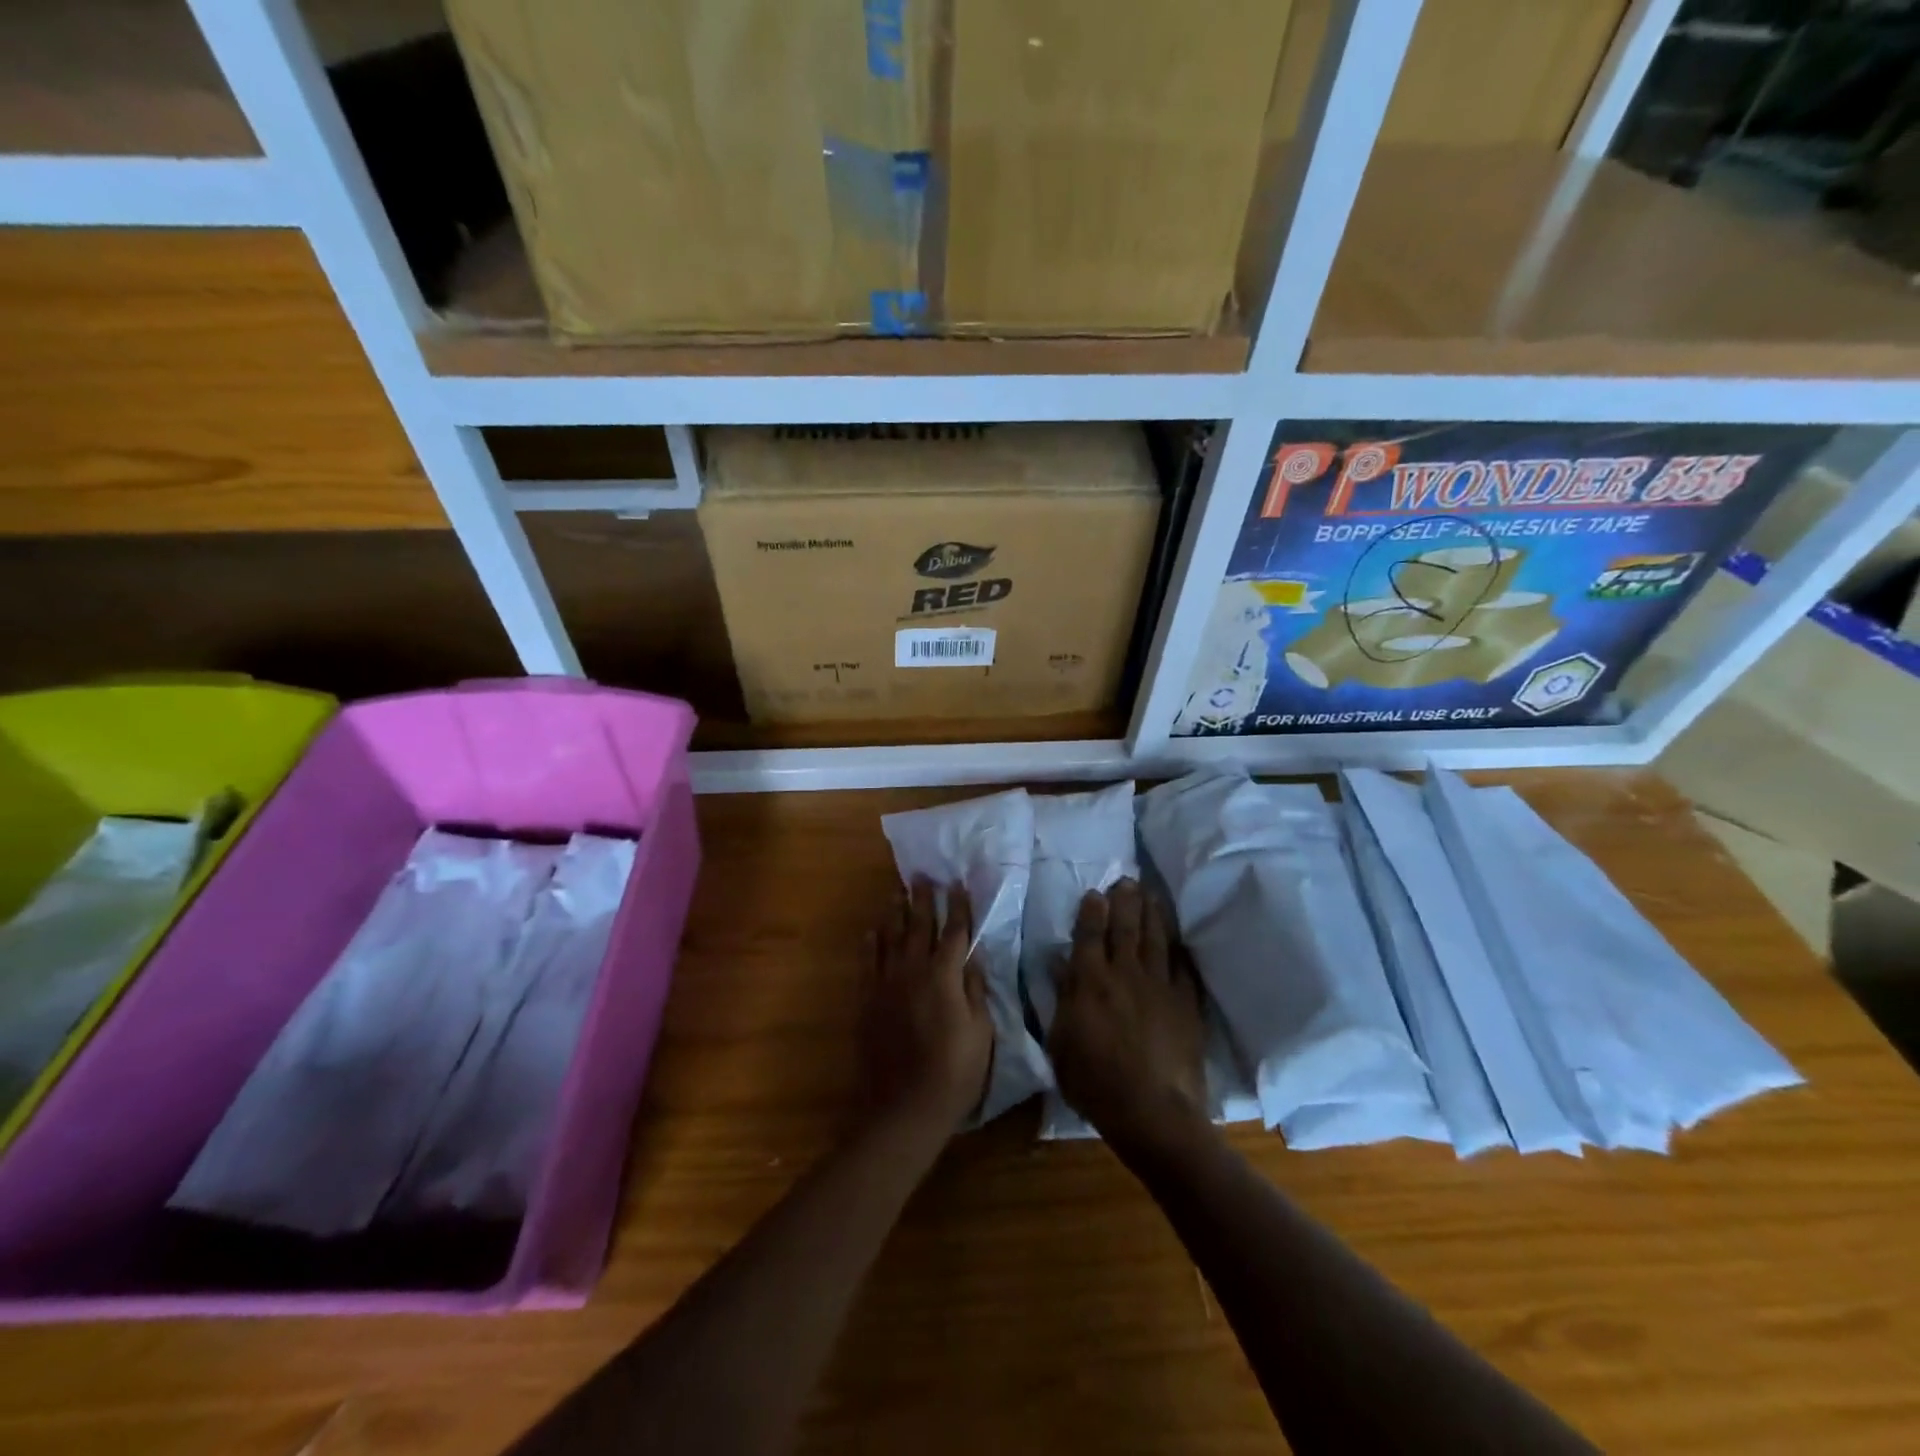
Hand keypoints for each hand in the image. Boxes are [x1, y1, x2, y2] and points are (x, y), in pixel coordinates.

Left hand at [861, 879, 994, 1138]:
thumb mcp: (981, 1033)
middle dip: (922, 899)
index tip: (958, 884)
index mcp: (944, 976)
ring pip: (890, 937)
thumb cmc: (954, 1073)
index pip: (954, 931)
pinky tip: (872, 931)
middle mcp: (913, 971)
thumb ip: (975, 990)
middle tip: (922, 876)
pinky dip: (871, 943)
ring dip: (895, 912)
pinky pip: (867, 962)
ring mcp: (886, 984)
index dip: (958, 906)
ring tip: (897, 892)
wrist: (904, 1108)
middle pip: (918, 925)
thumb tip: (973, 958)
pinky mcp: (867, 1000)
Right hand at [1049, 880, 1208, 1156]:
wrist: (1154, 1112)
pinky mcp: (1186, 1003)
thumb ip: (1062, 999)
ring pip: (1156, 939)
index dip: (1092, 911)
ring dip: (1152, 913)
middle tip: (1127, 880)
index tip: (1095, 892)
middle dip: (1125, 901)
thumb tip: (1060, 964)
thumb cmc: (1095, 1083)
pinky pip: (1183, 966)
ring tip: (1150, 894)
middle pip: (1126, 928)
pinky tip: (1178, 939)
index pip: (1090, 935)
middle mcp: (1125, 974)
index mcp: (1090, 982)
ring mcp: (1160, 986)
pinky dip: (1178, 949)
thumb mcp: (1061, 1044)